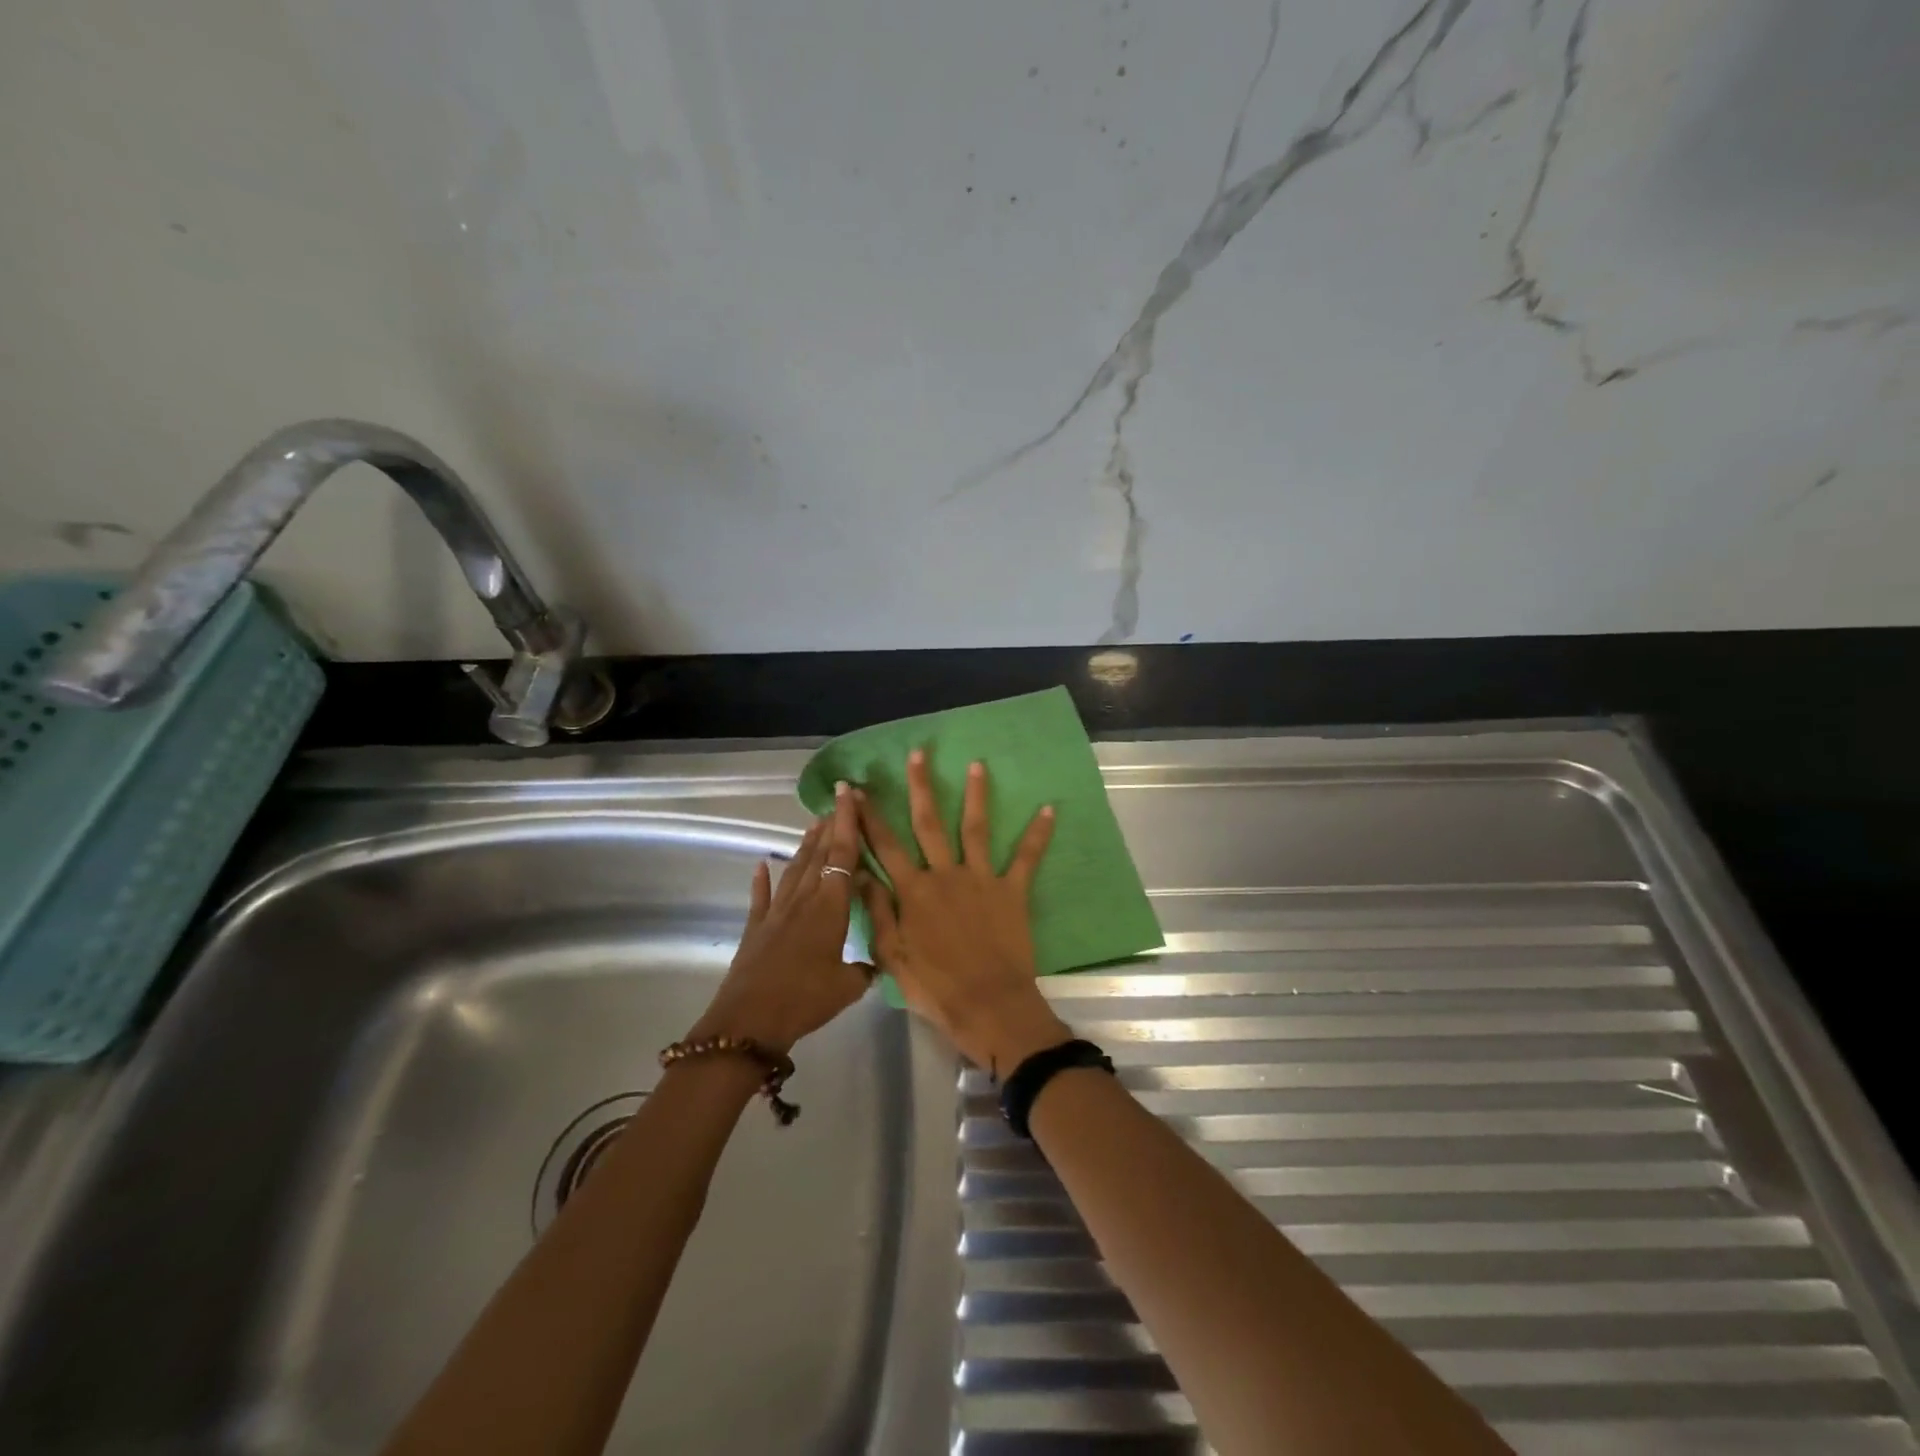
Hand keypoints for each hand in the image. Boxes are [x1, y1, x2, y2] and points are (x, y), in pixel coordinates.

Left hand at [690, 783, 872, 1055]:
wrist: (749, 1022)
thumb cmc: (805, 999)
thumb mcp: (848, 987)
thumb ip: (867, 967)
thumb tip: (880, 959)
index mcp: (830, 907)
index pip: (843, 855)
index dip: (848, 822)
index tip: (849, 793)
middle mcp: (804, 900)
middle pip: (819, 854)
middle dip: (831, 825)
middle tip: (839, 801)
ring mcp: (777, 912)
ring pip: (795, 869)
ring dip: (805, 845)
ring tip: (814, 823)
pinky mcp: (756, 928)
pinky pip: (761, 897)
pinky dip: (762, 880)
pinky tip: (761, 864)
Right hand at [855, 749, 1068, 1076]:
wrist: (989, 1007)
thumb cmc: (936, 988)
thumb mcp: (893, 957)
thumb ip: (878, 912)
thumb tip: (862, 874)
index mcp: (913, 891)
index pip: (884, 845)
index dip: (867, 816)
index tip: (856, 788)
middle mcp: (945, 875)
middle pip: (928, 823)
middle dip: (920, 786)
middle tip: (918, 753)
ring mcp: (981, 879)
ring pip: (975, 828)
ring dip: (976, 795)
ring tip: (977, 764)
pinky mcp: (1012, 891)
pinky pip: (1027, 858)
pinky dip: (1038, 834)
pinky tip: (1050, 809)